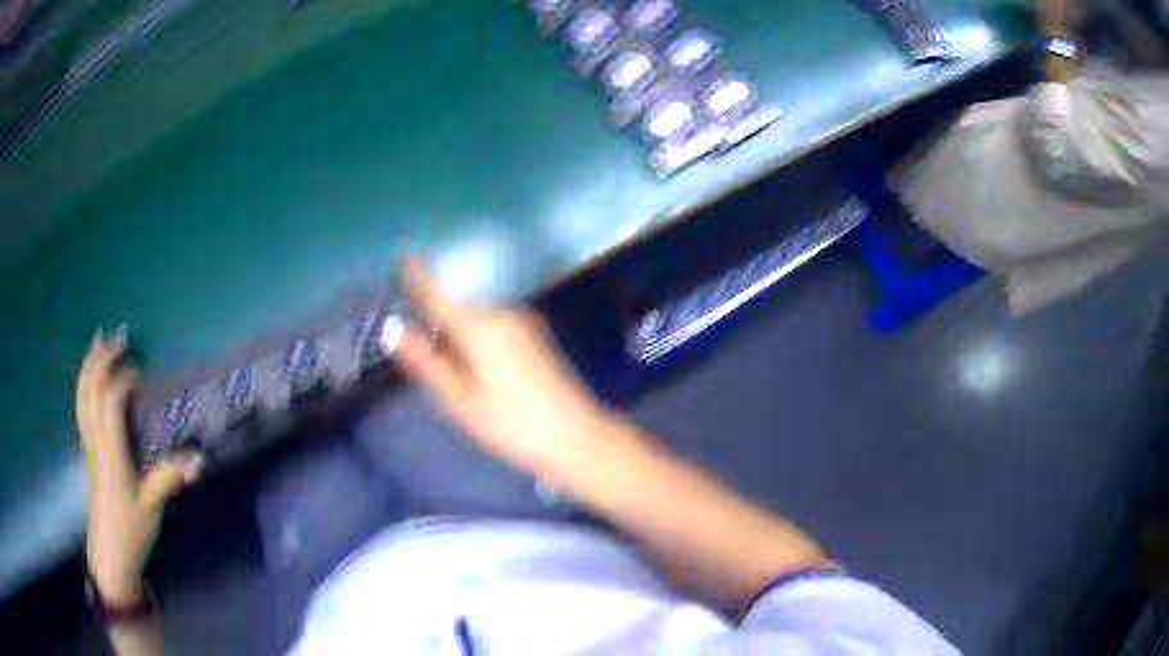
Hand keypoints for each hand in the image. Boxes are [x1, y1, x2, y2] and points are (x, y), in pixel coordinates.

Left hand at [77, 331, 202, 603]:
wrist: (109, 557)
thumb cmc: (130, 531)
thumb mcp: (152, 506)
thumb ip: (170, 478)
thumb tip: (200, 459)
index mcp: (110, 451)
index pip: (110, 399)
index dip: (124, 379)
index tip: (142, 376)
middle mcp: (95, 440)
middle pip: (90, 387)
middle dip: (102, 359)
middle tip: (119, 337)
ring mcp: (88, 445)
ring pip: (82, 395)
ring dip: (89, 365)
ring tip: (98, 342)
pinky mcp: (87, 452)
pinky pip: (81, 407)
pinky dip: (84, 384)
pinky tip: (90, 379)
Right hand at [386, 258, 610, 479]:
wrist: (577, 436)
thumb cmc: (512, 424)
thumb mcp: (460, 400)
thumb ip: (427, 362)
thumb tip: (393, 328)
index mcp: (478, 326)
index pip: (438, 292)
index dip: (418, 273)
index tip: (403, 252)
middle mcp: (500, 313)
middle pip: (456, 303)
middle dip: (434, 310)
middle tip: (413, 331)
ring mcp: (521, 322)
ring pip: (474, 315)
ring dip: (454, 325)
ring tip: (440, 352)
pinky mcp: (533, 335)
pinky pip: (491, 324)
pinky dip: (473, 333)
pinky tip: (472, 361)